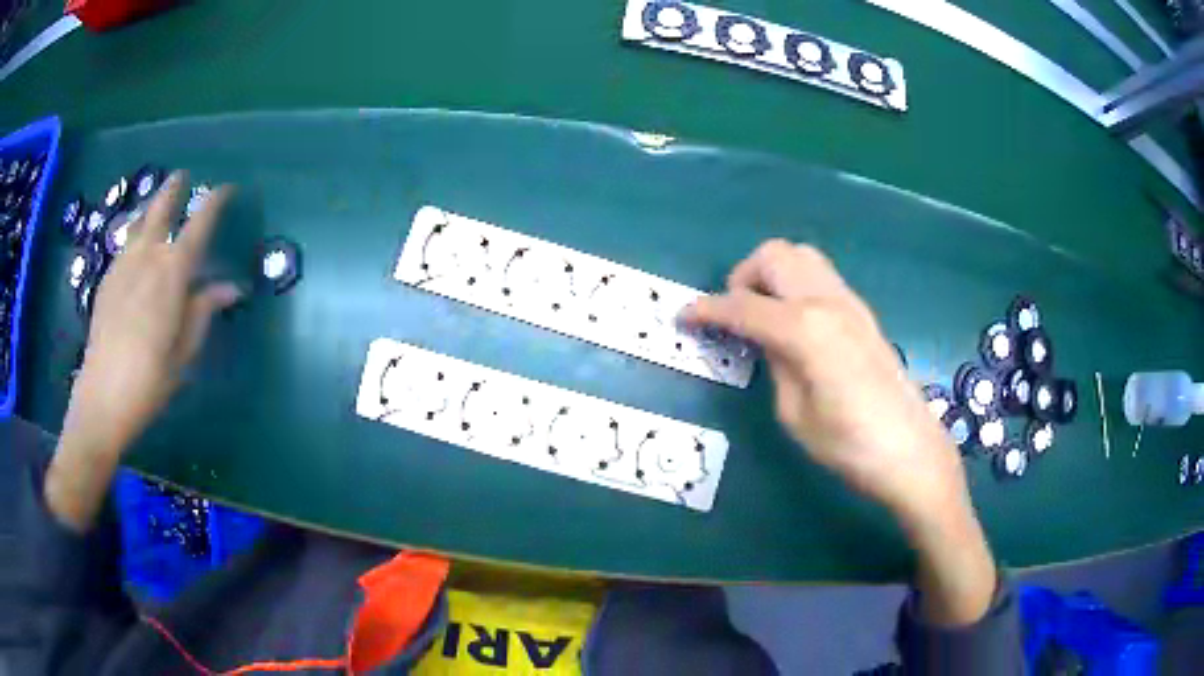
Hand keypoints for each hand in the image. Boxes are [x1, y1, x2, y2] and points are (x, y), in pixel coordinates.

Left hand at [47, 173, 240, 530]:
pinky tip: (136, 243)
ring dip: (151, 208)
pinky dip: (135, 233)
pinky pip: (125, 244)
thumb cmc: (150, 379)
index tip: (227, 189)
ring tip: (158, 203)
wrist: (102, 398)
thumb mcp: (184, 351)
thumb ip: (204, 311)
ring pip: (139, 222)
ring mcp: (122, 265)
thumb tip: (231, 288)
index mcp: (172, 273)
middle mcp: (147, 257)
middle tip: (183, 176)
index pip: (199, 224)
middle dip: (174, 188)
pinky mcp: (107, 279)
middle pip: (161, 208)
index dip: (215, 202)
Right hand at [684, 240, 995, 624]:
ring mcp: (850, 302)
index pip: (743, 306)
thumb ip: (775, 363)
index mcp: (806, 329)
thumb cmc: (849, 445)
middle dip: (742, 277)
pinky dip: (795, 286)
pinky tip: (794, 325)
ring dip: (772, 275)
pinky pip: (820, 277)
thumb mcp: (795, 413)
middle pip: (774, 256)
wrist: (911, 451)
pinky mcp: (863, 313)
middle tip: (733, 316)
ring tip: (763, 316)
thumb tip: (764, 339)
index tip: (684, 317)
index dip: (707, 310)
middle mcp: (828, 301)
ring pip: (801, 256)